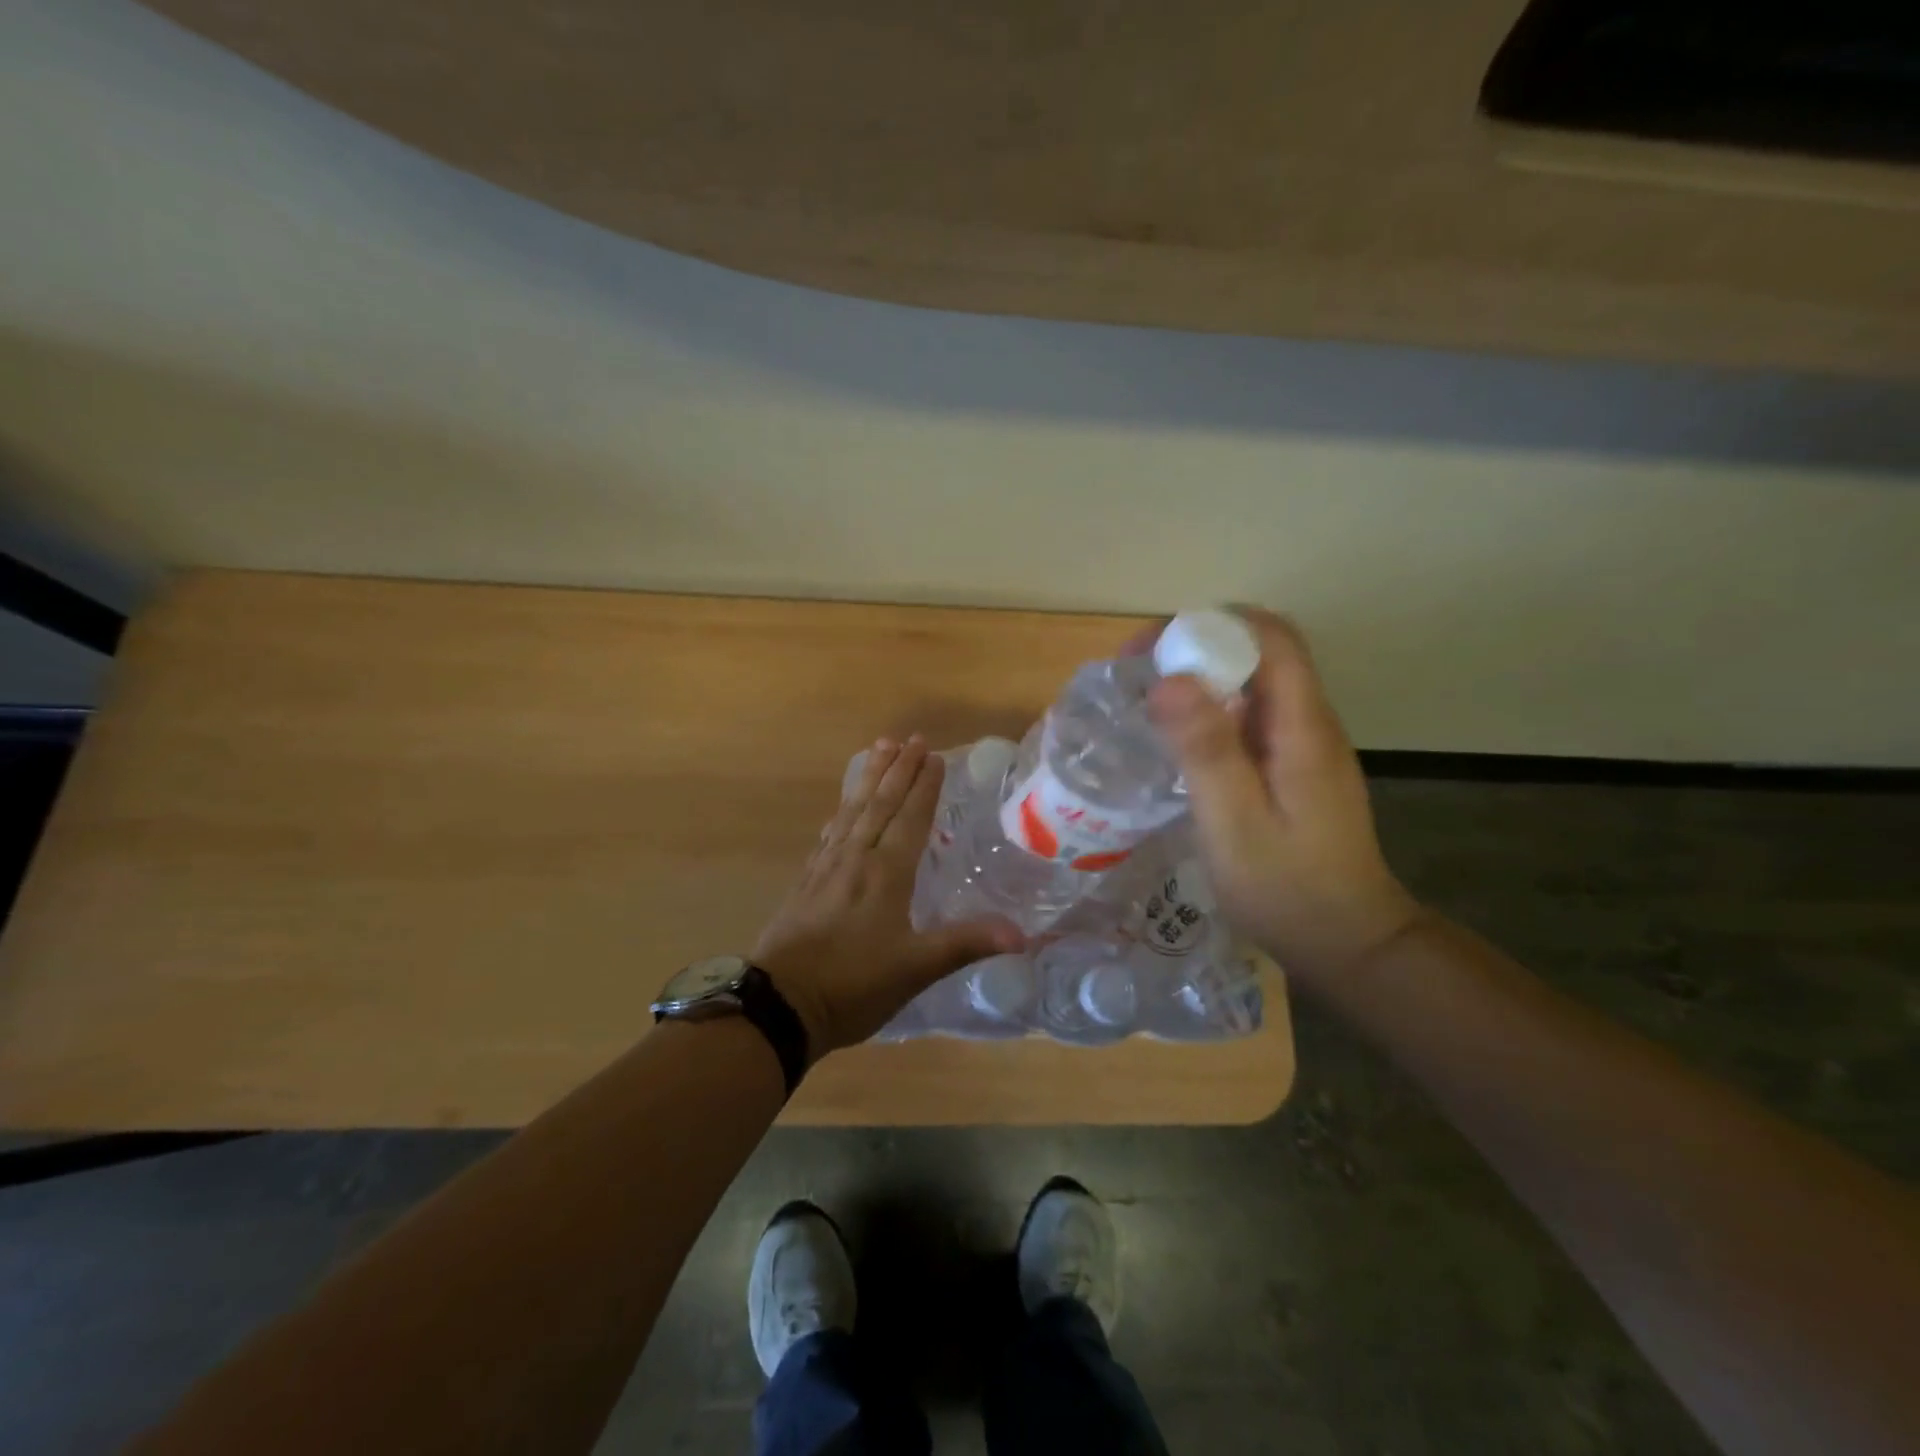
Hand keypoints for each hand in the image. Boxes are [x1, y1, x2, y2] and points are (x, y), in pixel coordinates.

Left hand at [753, 736, 1023, 1057]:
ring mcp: (825, 868)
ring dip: (869, 779)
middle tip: (911, 739)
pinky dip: (841, 812)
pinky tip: (841, 810)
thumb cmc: (853, 986)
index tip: (934, 756)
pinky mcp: (805, 883)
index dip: (924, 787)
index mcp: (885, 873)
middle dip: (898, 770)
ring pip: (851, 812)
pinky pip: (829, 833)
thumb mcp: (916, 969)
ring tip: (879, 750)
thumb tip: (1022, 935)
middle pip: (879, 804)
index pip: (910, 819)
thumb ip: (966, 943)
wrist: (778, 1006)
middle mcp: (855, 859)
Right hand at [1146, 610, 1419, 986]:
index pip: (1268, 637)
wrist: (1350, 945)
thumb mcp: (1235, 824)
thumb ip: (1206, 751)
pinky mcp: (1296, 768)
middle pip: (1262, 651)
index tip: (1150, 649)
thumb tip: (1169, 680)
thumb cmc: (1287, 889)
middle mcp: (1311, 723)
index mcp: (1303, 727)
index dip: (1208, 627)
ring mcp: (1306, 746)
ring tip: (1148, 700)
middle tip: (1139, 673)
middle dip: (1199, 646)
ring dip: (1204, 676)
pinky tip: (1182, 740)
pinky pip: (1254, 716)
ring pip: (1256, 683)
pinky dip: (1214, 709)